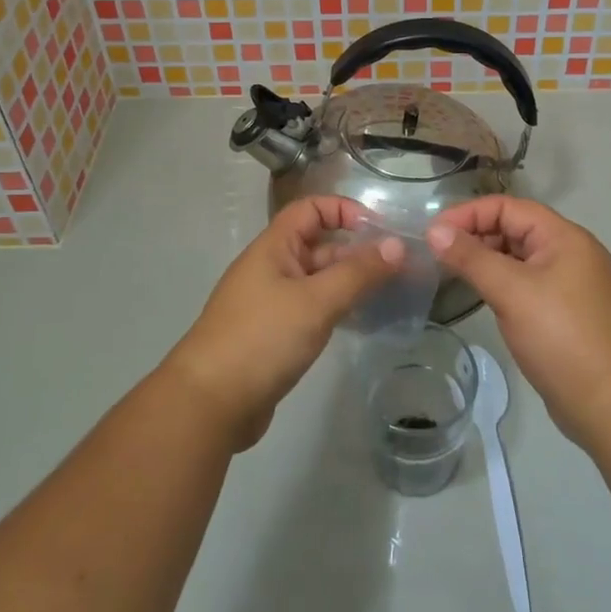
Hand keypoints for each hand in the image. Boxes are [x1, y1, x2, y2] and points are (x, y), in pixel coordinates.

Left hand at [167, 197, 402, 449]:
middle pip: (318, 245)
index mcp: (273, 247)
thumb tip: (397, 245)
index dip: (343, 210)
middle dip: (356, 251)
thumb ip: (358, 273)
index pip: (310, 209)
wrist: (210, 403)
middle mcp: (272, 268)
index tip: (379, 229)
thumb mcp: (316, 301)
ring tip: (391, 293)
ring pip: (318, 280)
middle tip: (400, 268)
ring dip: (350, 282)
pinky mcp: (274, 334)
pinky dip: (337, 309)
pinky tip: (363, 322)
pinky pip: (312, 309)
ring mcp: (272, 302)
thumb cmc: (262, 338)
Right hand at [428, 197, 610, 445]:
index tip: (433, 233)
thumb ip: (471, 257)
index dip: (468, 213)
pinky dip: (499, 283)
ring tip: (448, 272)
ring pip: (518, 258)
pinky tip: (478, 295)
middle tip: (435, 253)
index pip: (508, 207)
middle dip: (474, 235)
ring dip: (484, 260)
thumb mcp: (512, 292)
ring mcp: (569, 285)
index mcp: (564, 237)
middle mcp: (569, 253)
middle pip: (514, 229)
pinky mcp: (564, 313)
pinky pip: (525, 284)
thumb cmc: (562, 338)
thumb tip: (434, 230)